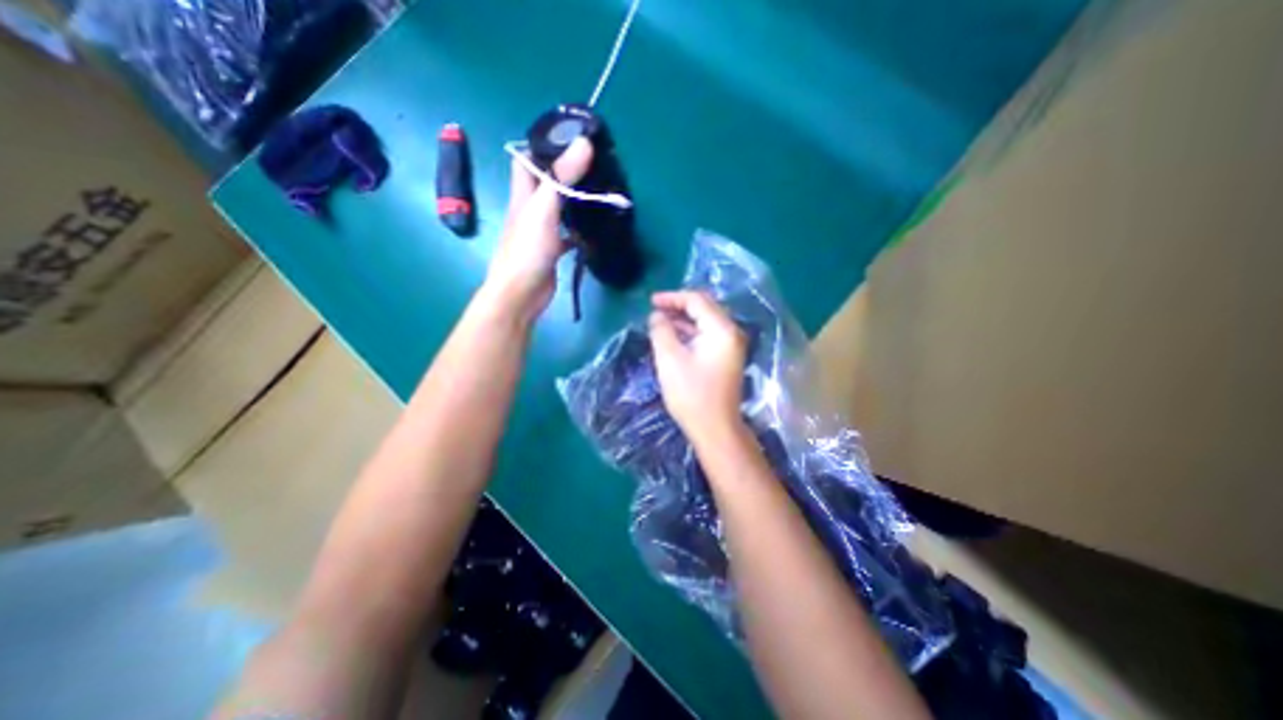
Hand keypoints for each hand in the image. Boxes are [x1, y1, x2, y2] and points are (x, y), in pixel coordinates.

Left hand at [487, 134, 594, 320]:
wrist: (521, 293)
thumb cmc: (527, 249)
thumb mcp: (544, 208)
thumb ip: (561, 177)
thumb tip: (584, 143)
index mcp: (523, 193)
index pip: (526, 158)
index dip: (543, 145)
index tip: (571, 138)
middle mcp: (530, 209)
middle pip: (546, 182)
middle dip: (566, 171)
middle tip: (595, 165)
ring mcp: (541, 231)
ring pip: (559, 207)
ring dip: (575, 199)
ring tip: (600, 190)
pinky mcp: (552, 250)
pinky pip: (567, 234)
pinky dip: (579, 229)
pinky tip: (595, 227)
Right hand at [653, 291, 752, 444]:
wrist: (716, 429)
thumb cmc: (691, 394)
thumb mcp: (670, 359)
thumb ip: (662, 331)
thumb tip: (657, 315)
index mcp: (722, 329)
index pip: (697, 300)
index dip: (672, 297)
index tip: (651, 302)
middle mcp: (731, 333)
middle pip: (704, 308)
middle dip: (678, 306)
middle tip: (655, 310)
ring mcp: (732, 346)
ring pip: (706, 321)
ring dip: (683, 319)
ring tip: (660, 322)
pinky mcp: (727, 358)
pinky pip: (708, 335)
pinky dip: (691, 332)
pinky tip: (674, 337)